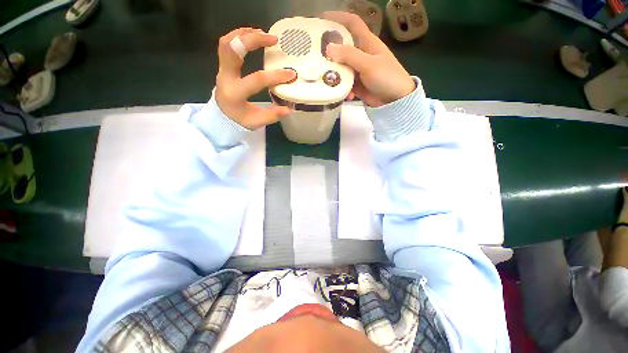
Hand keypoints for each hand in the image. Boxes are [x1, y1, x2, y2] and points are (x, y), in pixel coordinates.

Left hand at [215, 28, 296, 129]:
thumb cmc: (239, 120)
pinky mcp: (223, 66)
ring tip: (263, 34)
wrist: (222, 117)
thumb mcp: (256, 122)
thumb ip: (272, 115)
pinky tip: (253, 36)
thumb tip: (291, 108)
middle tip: (273, 39)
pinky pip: (227, 45)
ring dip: (245, 34)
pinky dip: (239, 36)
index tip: (291, 74)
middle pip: (232, 49)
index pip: (256, 80)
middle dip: (253, 40)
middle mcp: (225, 78)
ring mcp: (222, 69)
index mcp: (235, 94)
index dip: (275, 76)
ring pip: (226, 43)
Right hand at [323, 11, 415, 106]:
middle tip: (314, 55)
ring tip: (325, 78)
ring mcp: (357, 70)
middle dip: (329, 50)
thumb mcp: (369, 64)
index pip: (352, 23)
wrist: (394, 99)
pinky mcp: (356, 84)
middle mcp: (361, 54)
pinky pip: (344, 83)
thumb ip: (350, 56)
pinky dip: (342, 88)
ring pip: (341, 67)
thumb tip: (328, 48)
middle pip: (342, 47)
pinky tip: (343, 94)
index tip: (322, 19)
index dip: (338, 18)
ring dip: (334, 73)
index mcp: (367, 42)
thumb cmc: (387, 77)